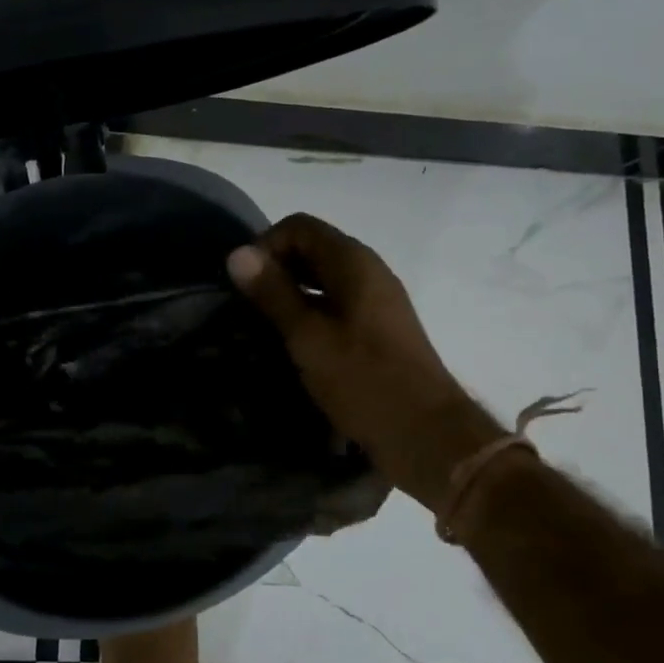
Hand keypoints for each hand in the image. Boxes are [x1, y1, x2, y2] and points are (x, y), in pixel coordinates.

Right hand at [228, 214, 499, 507]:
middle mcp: (368, 272)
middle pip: (312, 249)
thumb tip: (237, 253)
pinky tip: (293, 344)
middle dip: (275, 269)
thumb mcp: (308, 337)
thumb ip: (273, 293)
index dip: (265, 245)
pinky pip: (336, 304)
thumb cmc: (364, 381)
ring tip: (263, 326)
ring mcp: (377, 301)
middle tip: (246, 306)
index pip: (299, 227)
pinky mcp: (378, 329)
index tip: (243, 284)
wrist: (426, 435)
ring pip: (323, 279)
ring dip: (290, 293)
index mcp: (354, 263)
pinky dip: (310, 313)